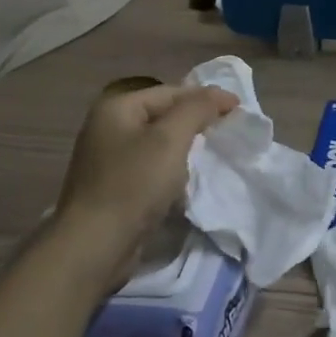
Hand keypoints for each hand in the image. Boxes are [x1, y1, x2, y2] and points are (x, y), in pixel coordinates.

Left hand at [55, 84, 237, 269]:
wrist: (96, 244)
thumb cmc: (134, 184)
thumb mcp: (170, 139)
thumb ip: (197, 109)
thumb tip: (220, 94)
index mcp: (117, 107)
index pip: (170, 92)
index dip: (206, 97)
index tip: (239, 110)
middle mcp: (107, 127)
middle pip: (162, 115)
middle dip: (196, 122)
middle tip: (228, 132)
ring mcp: (107, 159)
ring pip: (157, 143)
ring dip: (184, 147)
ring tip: (213, 155)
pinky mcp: (113, 187)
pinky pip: (149, 168)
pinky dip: (170, 169)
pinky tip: (186, 181)